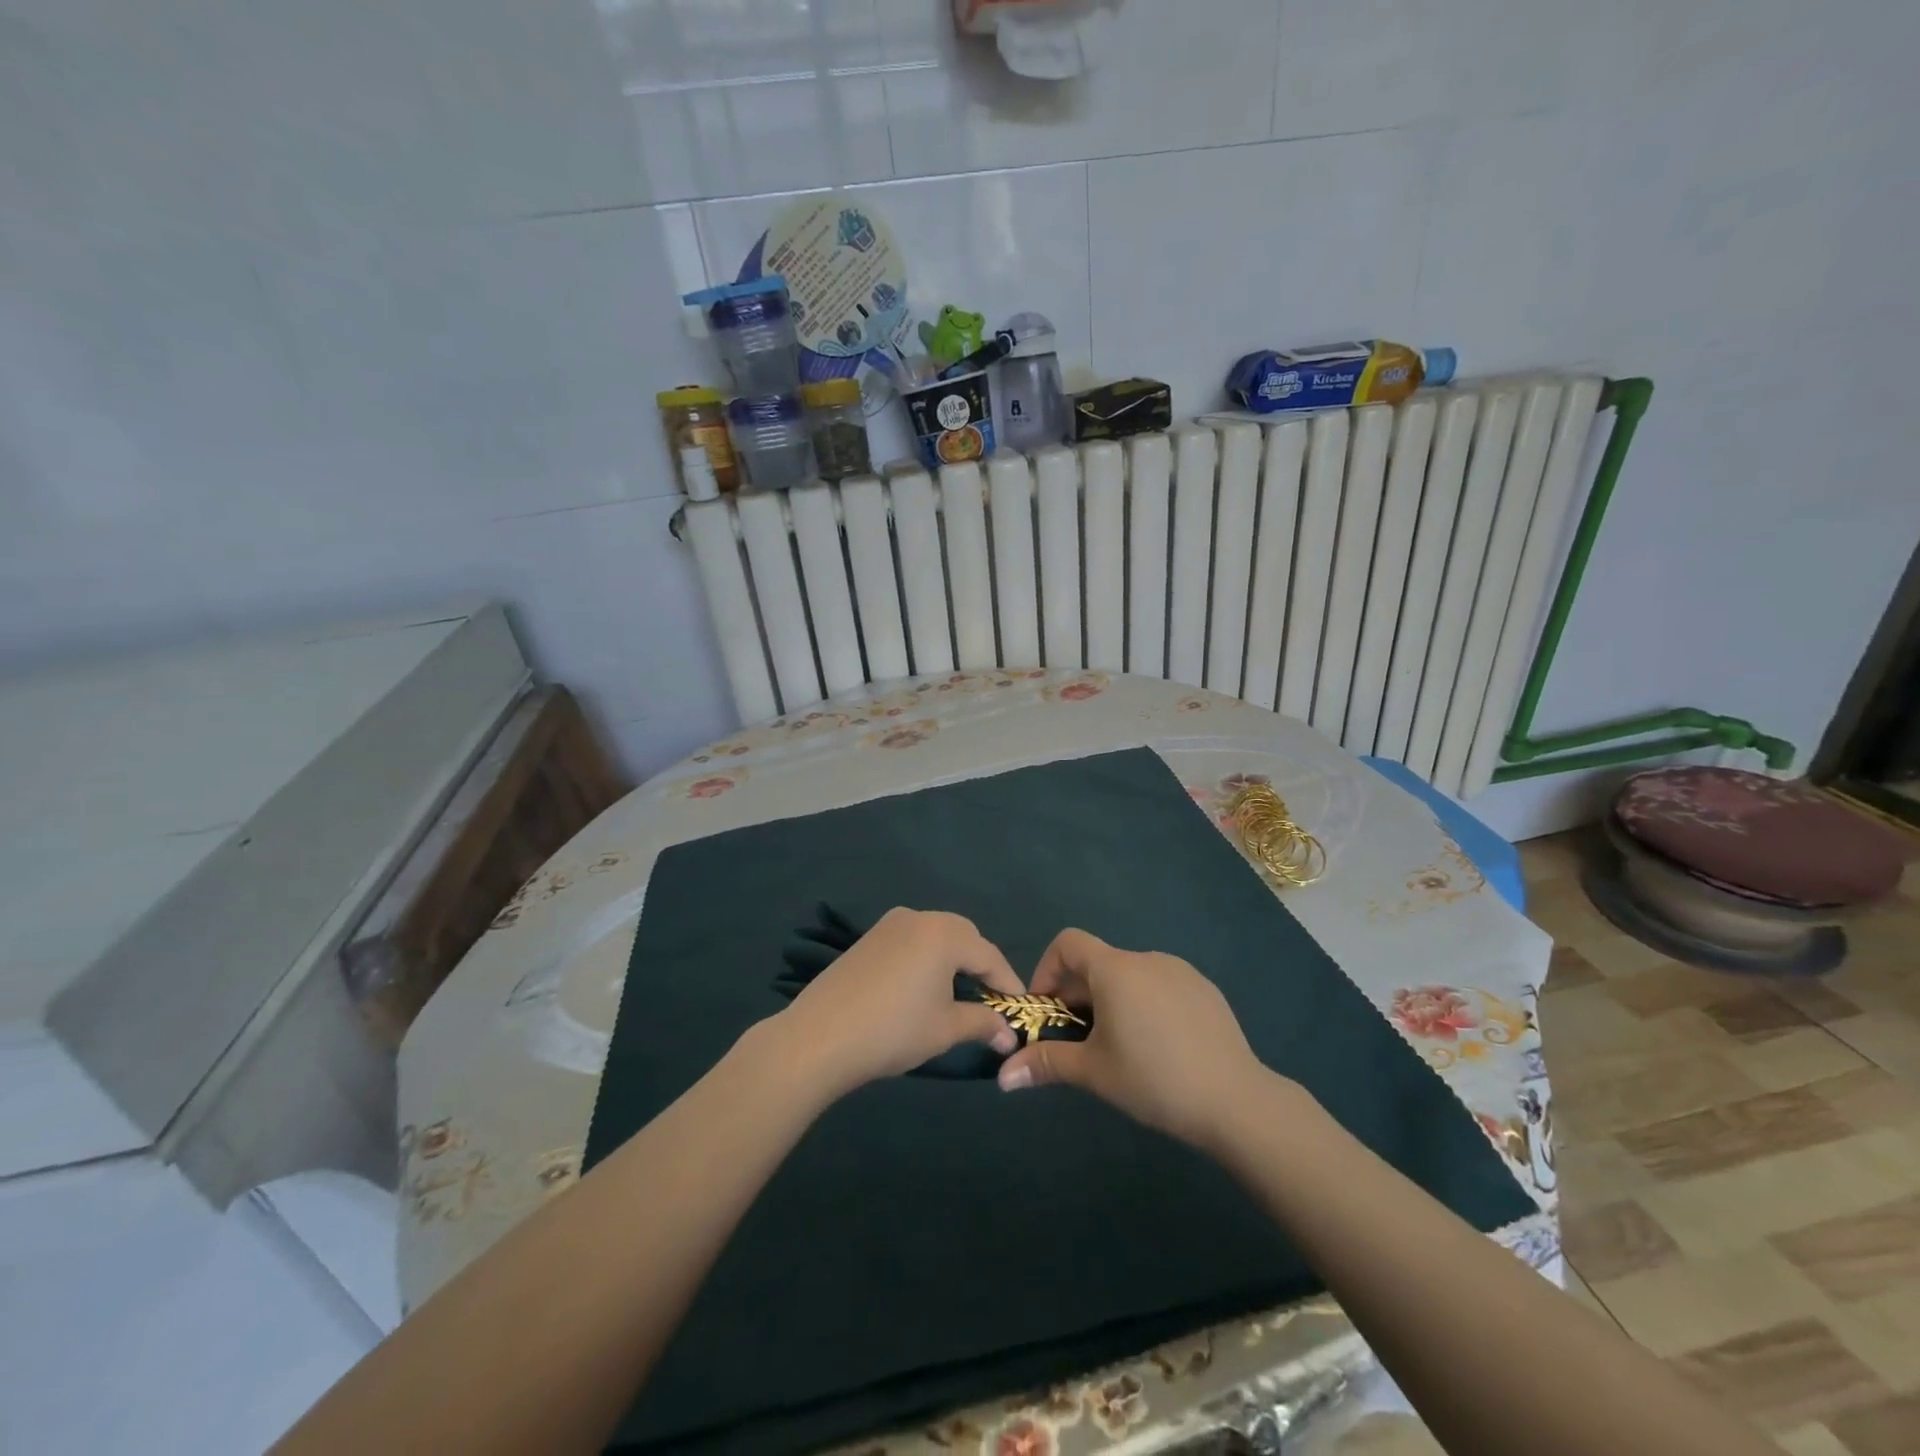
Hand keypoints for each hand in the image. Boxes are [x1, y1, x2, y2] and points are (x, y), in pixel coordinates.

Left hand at [772, 908, 1023, 1097]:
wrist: (819, 1037)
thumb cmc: (893, 1030)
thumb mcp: (945, 1029)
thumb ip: (983, 1024)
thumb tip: (1009, 1036)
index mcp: (944, 934)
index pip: (989, 955)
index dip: (1008, 983)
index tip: (1021, 1009)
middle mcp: (919, 918)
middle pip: (963, 937)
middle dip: (981, 966)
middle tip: (991, 999)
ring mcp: (889, 925)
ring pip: (936, 936)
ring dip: (953, 960)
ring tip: (959, 994)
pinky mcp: (868, 938)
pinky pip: (911, 941)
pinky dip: (926, 959)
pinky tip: (922, 988)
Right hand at [995, 928, 1272, 1149]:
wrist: (1236, 1100)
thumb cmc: (1155, 1080)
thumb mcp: (1095, 1072)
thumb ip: (1046, 1064)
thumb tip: (1002, 1077)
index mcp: (1115, 969)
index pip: (1068, 942)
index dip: (1047, 969)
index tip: (1047, 1009)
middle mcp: (1146, 958)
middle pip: (1098, 962)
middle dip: (1078, 994)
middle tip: (1077, 1038)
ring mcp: (1180, 971)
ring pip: (1130, 975)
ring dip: (1111, 999)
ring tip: (1118, 1045)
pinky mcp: (1204, 989)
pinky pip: (1160, 985)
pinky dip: (1145, 1003)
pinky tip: (1158, 1046)